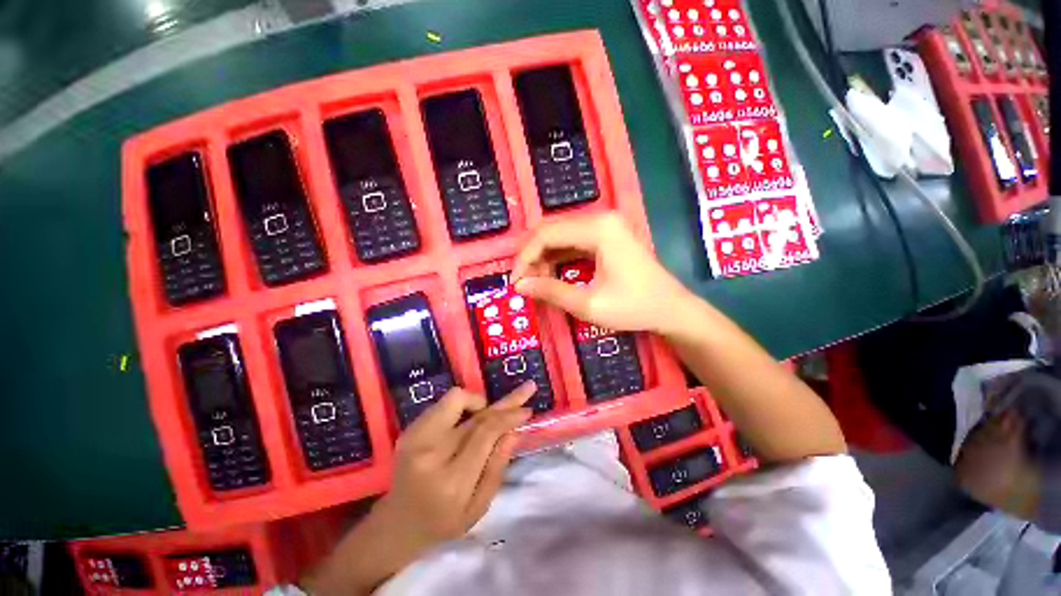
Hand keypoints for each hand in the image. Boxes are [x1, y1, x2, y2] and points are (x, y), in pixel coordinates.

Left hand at [375, 383, 534, 545]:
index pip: (485, 433)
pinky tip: (471, 419)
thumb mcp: (478, 507)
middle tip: (526, 389)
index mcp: (451, 480)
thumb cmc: (443, 523)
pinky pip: (444, 404)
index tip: (527, 410)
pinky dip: (464, 407)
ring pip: (456, 399)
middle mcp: (430, 453)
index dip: (508, 416)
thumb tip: (514, 431)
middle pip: (474, 413)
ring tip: (493, 413)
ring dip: (481, 403)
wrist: (397, 524)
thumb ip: (497, 467)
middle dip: (503, 402)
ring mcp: (415, 438)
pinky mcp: (409, 429)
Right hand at [512, 213, 692, 335]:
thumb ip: (551, 292)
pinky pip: (573, 242)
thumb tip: (519, 287)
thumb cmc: (634, 307)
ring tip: (537, 283)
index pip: (546, 234)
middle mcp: (600, 218)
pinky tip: (551, 275)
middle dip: (532, 257)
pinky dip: (558, 258)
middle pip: (551, 230)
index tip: (515, 282)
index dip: (525, 258)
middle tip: (524, 284)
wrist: (671, 309)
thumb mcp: (588, 304)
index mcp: (598, 228)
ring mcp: (605, 225)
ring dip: (544, 258)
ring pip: (560, 236)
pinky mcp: (606, 236)